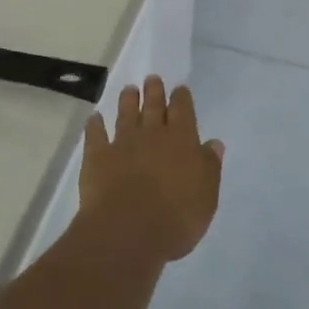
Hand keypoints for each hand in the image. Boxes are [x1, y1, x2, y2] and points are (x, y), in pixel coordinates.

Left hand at [79, 77, 223, 264]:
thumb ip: (210, 166)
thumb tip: (214, 143)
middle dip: (154, 91)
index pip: (183, 110)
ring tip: (129, 89)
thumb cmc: (176, 217)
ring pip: (125, 114)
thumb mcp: (206, 195)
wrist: (128, 230)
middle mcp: (152, 134)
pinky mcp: (97, 157)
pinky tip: (94, 118)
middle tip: (152, 78)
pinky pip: (95, 135)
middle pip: (153, 106)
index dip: (181, 97)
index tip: (179, 88)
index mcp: (182, 140)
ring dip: (127, 100)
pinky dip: (94, 125)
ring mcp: (122, 143)